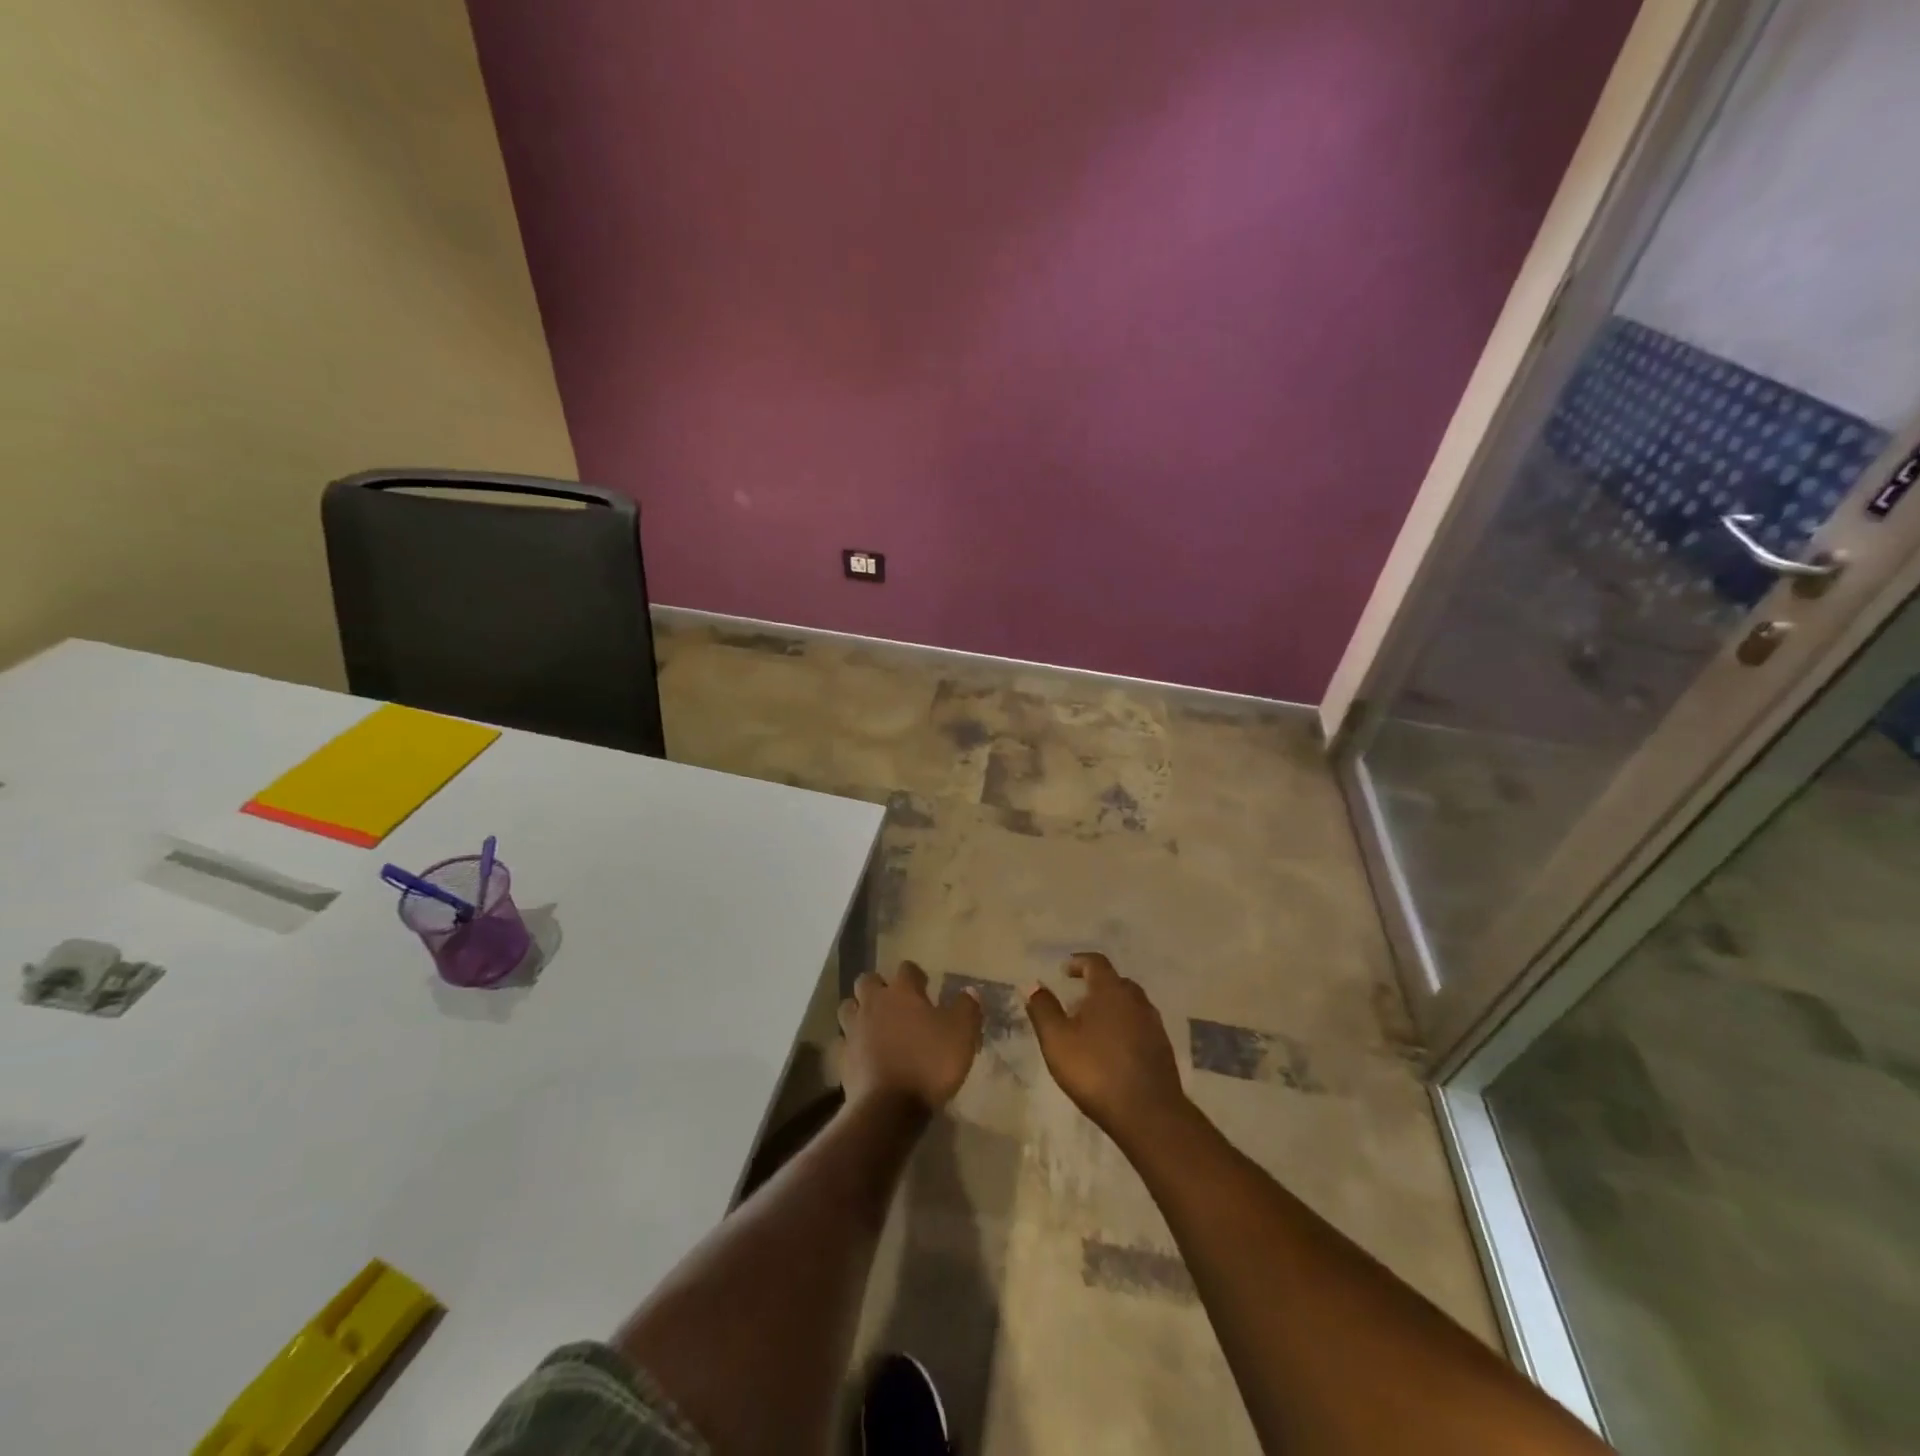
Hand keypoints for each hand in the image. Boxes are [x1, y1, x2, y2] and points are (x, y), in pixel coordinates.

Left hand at [838, 961, 982, 1112]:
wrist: (888, 1108)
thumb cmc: (929, 1063)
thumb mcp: (961, 1033)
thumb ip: (967, 1008)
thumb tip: (969, 991)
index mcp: (902, 992)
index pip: (907, 969)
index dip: (916, 975)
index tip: (925, 987)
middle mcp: (873, 1003)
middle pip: (867, 981)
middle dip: (878, 986)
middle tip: (894, 1003)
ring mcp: (853, 1030)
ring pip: (848, 1008)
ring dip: (859, 1011)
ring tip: (874, 1025)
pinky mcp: (842, 1058)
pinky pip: (843, 1042)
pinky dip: (852, 1044)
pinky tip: (863, 1054)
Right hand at [1025, 953, 1189, 1146]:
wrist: (1148, 1113)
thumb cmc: (1096, 1070)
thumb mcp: (1057, 1040)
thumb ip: (1043, 1009)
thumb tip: (1032, 984)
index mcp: (1111, 990)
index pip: (1096, 962)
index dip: (1079, 962)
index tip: (1065, 970)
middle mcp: (1136, 1000)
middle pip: (1115, 982)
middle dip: (1095, 987)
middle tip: (1075, 1002)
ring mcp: (1153, 1024)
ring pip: (1129, 1005)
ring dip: (1110, 1009)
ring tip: (1091, 1028)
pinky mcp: (1163, 1048)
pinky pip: (1139, 1026)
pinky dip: (1124, 1028)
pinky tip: (1112, 1050)